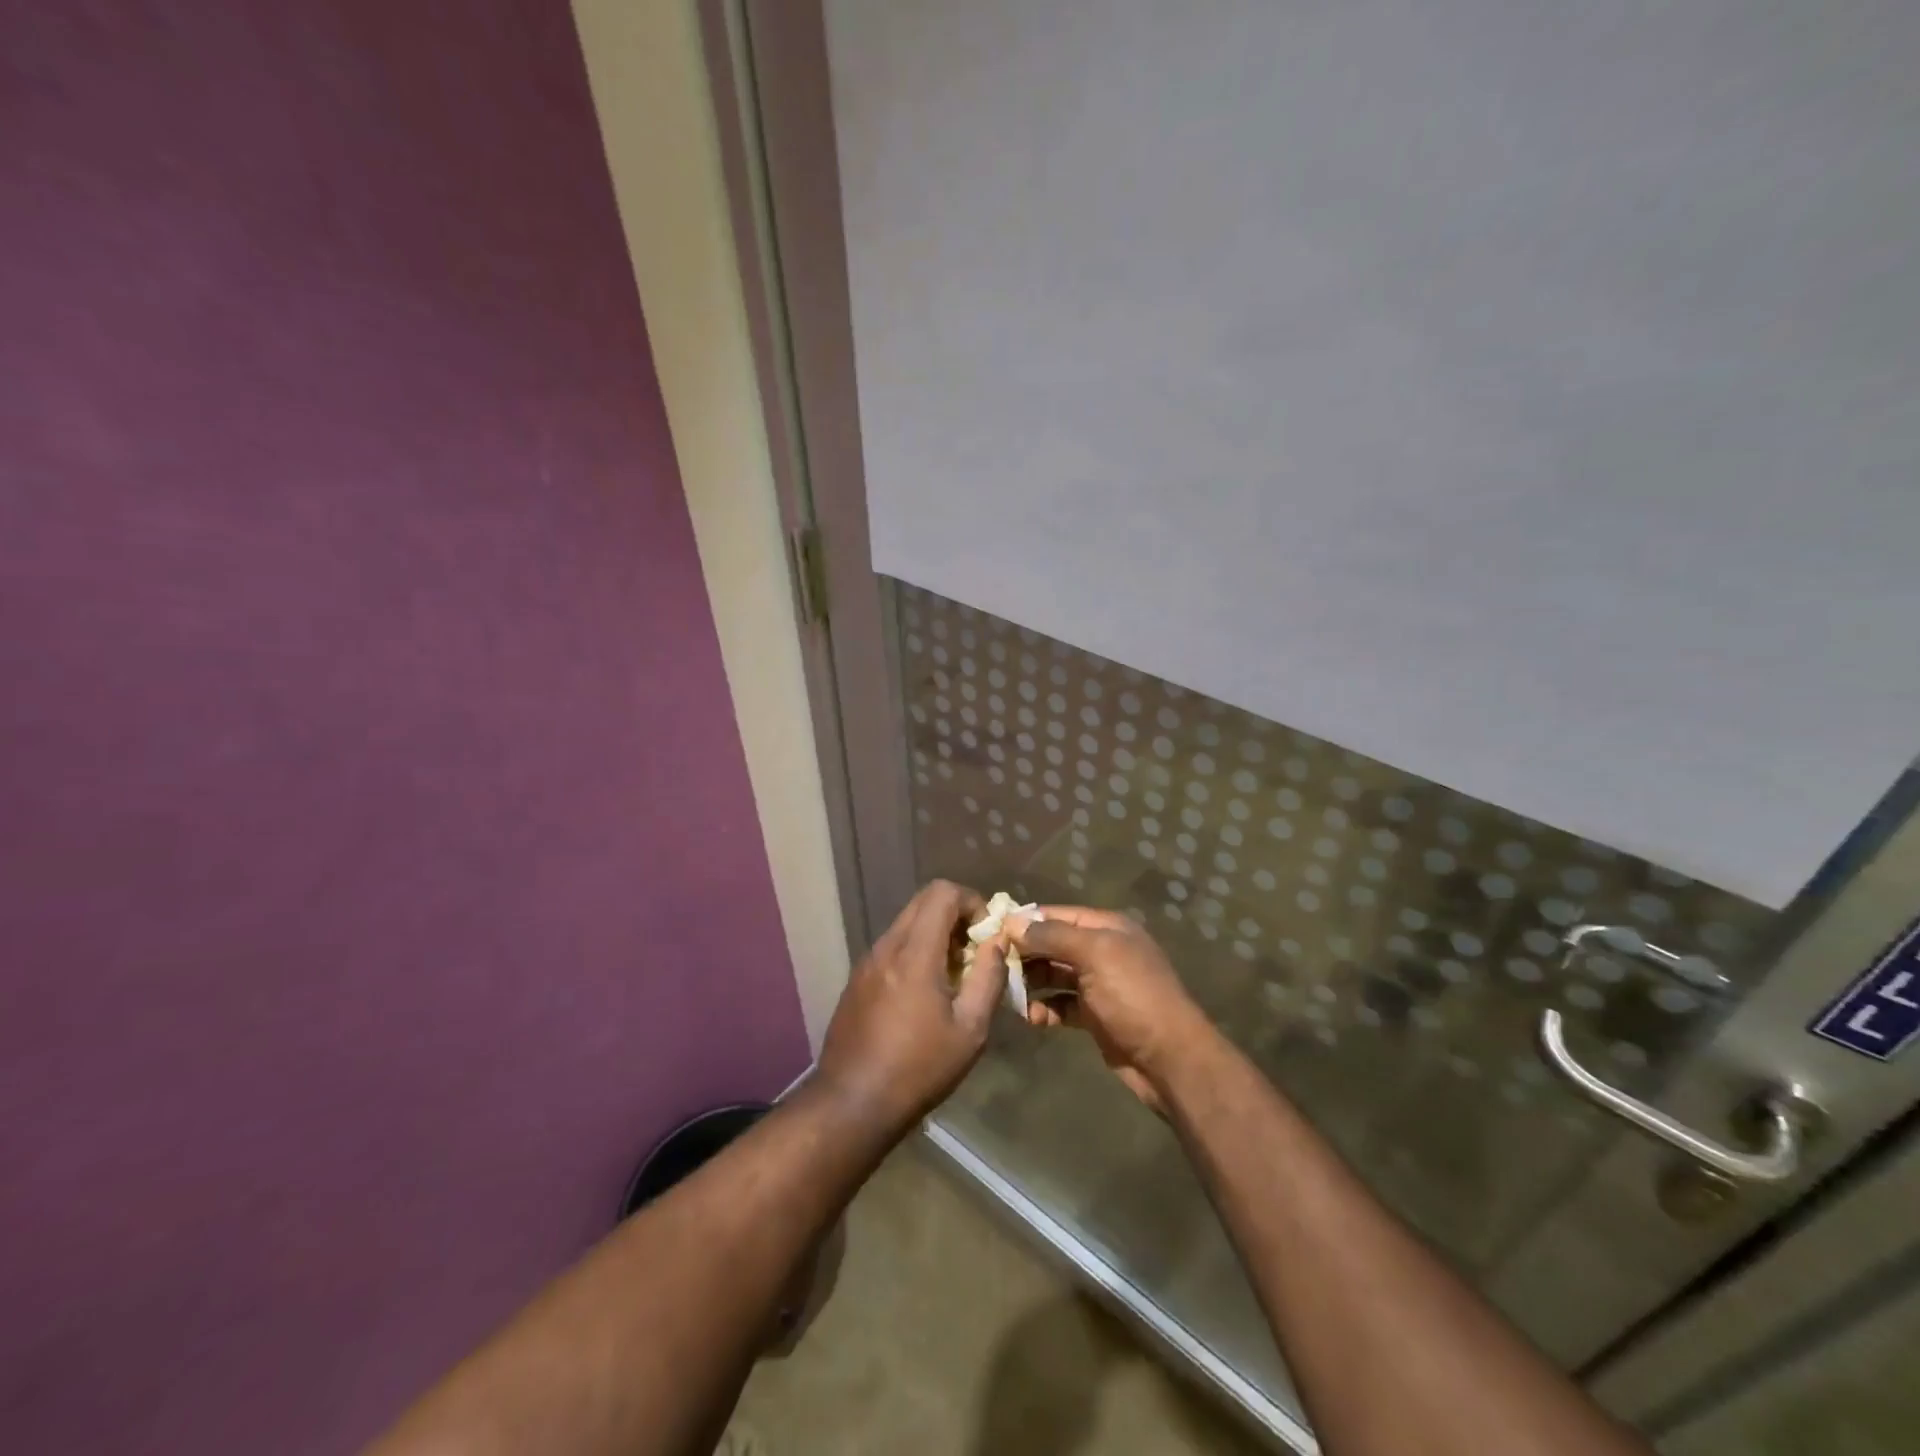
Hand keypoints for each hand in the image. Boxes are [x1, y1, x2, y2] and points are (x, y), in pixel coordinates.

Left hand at [814, 880, 1007, 1133]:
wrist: (851, 1103)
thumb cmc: (918, 1068)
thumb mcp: (970, 1030)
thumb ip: (988, 978)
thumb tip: (998, 943)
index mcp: (914, 952)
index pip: (942, 892)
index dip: (972, 901)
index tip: (987, 934)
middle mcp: (886, 946)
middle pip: (923, 902)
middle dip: (956, 916)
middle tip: (975, 952)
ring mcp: (867, 962)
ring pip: (907, 924)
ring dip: (935, 935)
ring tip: (954, 976)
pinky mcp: (857, 980)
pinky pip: (892, 947)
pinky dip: (915, 952)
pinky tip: (925, 994)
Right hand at [1010, 907, 1213, 1111]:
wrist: (1170, 1059)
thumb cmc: (1133, 996)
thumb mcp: (1094, 955)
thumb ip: (1052, 936)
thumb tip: (1012, 922)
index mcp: (1107, 928)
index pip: (1057, 915)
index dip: (1026, 922)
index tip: (992, 932)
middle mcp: (1102, 951)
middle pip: (1053, 944)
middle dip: (1025, 954)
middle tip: (994, 967)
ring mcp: (1099, 984)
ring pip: (1054, 975)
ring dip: (1032, 983)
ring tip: (1008, 994)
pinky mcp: (1095, 1016)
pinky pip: (1061, 1005)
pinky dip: (1045, 1009)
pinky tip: (1031, 1018)